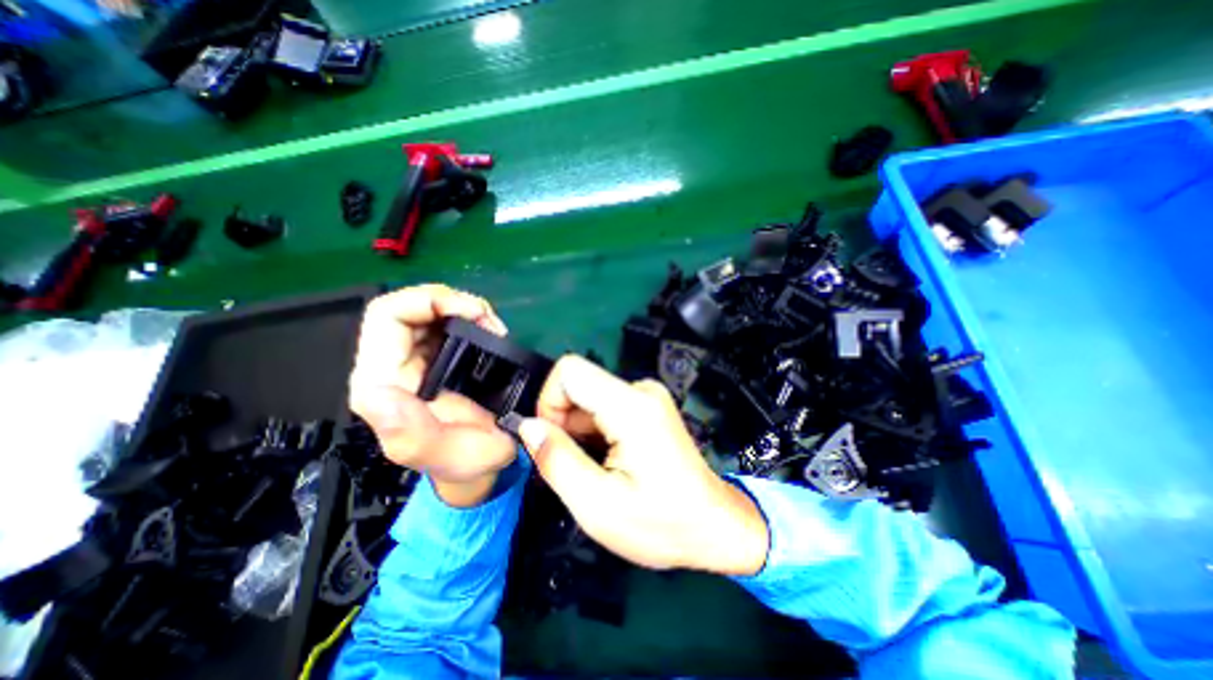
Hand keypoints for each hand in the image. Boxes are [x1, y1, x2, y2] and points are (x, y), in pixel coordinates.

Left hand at [355, 283, 518, 506]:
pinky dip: (471, 317)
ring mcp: (416, 358)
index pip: (387, 316)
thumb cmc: (466, 461)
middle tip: (490, 321)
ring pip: (429, 309)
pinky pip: (447, 321)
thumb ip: (410, 434)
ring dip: (464, 309)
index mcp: (383, 382)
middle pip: (408, 306)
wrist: (482, 464)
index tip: (473, 314)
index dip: (427, 301)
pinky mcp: (436, 357)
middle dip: (452, 302)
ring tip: (494, 327)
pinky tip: (490, 331)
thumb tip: (376, 392)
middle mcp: (393, 364)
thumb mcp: (445, 455)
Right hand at [519, 356, 766, 572]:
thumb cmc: (662, 524)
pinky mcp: (648, 405)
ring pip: (589, 398)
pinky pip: (604, 405)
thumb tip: (527, 425)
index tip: (552, 441)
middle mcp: (641, 389)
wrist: (713, 525)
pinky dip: (594, 431)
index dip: (549, 401)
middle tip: (576, 466)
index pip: (570, 370)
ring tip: (595, 468)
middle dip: (564, 423)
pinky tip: (608, 460)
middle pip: (579, 385)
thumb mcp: (598, 506)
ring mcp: (647, 395)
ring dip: (579, 431)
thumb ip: (557, 460)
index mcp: (631, 406)